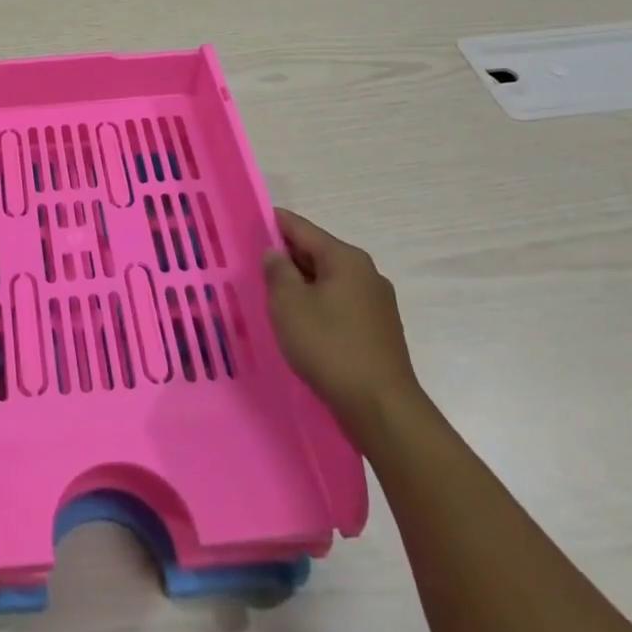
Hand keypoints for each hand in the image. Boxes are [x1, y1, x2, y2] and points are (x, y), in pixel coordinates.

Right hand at [264, 209, 422, 440]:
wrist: (382, 408)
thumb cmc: (330, 347)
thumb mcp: (289, 304)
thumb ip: (277, 271)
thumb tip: (275, 253)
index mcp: (345, 258)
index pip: (302, 228)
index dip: (274, 223)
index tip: (250, 224)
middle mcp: (366, 273)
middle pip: (318, 252)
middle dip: (287, 257)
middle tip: (255, 264)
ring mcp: (377, 303)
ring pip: (329, 281)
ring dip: (302, 284)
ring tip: (273, 296)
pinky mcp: (379, 330)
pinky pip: (340, 304)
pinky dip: (318, 305)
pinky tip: (301, 323)